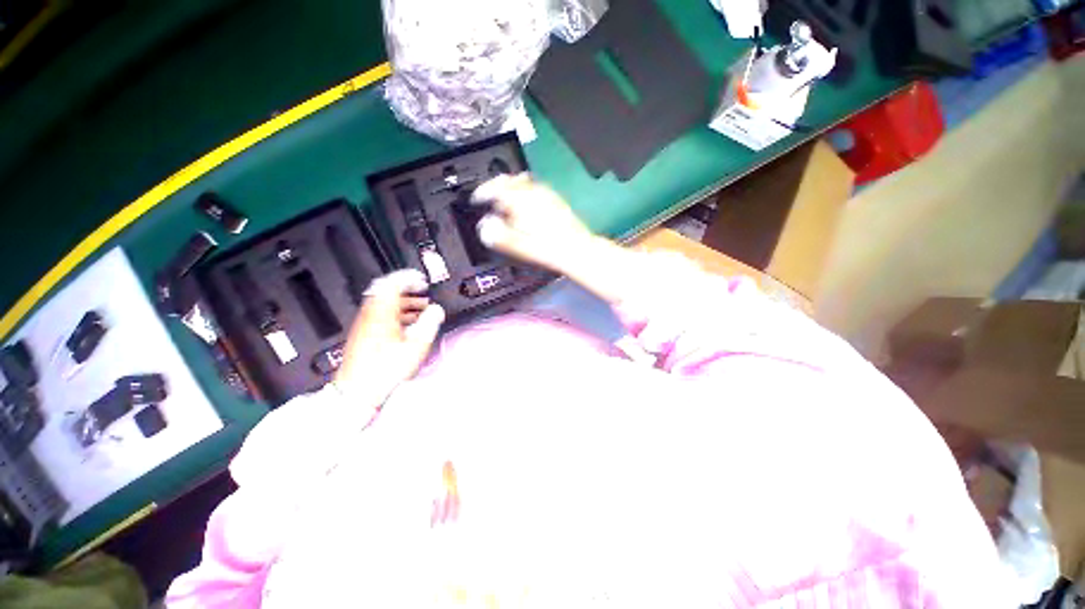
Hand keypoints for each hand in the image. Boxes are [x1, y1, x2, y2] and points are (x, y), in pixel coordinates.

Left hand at [334, 269, 444, 403]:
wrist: (357, 391)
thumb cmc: (387, 369)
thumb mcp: (416, 345)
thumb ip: (429, 323)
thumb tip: (437, 310)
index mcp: (382, 313)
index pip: (392, 283)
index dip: (409, 278)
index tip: (422, 281)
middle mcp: (370, 315)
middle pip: (386, 292)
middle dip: (408, 290)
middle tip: (423, 293)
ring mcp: (364, 325)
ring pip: (384, 304)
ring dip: (403, 302)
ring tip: (420, 309)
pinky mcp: (363, 335)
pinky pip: (380, 315)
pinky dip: (396, 313)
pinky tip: (407, 325)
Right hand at [473, 174, 643, 306]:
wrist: (577, 250)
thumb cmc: (548, 249)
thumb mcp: (519, 246)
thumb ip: (499, 235)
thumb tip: (484, 227)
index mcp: (522, 202)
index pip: (496, 188)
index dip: (483, 192)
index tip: (476, 199)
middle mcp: (534, 193)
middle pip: (510, 181)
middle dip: (496, 186)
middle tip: (487, 197)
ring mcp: (547, 195)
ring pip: (524, 182)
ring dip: (510, 187)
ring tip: (503, 199)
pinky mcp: (556, 201)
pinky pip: (536, 188)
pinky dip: (526, 190)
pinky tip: (526, 201)